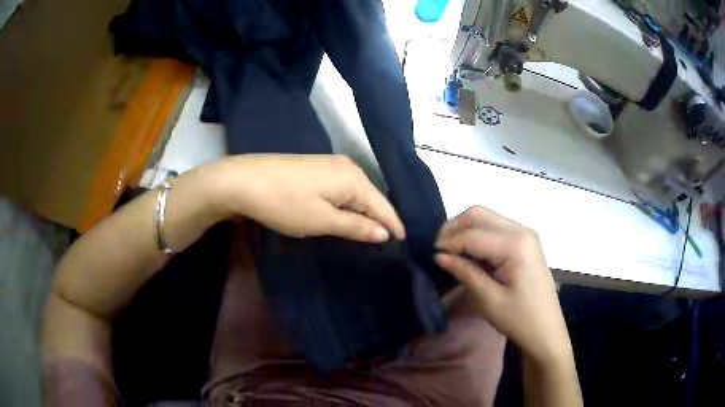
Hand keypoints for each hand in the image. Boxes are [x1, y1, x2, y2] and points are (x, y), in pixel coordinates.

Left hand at [213, 154, 404, 242]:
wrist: (244, 180)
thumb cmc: (285, 203)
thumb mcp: (321, 220)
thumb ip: (355, 227)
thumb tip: (384, 233)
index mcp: (353, 179)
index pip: (382, 205)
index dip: (394, 225)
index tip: (405, 242)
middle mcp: (347, 167)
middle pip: (371, 197)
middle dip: (380, 219)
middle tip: (389, 241)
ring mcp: (330, 164)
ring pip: (356, 192)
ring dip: (363, 212)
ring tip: (372, 232)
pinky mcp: (316, 167)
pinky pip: (342, 188)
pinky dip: (348, 204)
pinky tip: (347, 214)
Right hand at [434, 206, 571, 364]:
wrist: (546, 331)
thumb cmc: (520, 319)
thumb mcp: (489, 299)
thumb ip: (465, 272)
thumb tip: (439, 255)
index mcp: (516, 244)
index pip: (473, 235)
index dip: (448, 243)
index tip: (429, 255)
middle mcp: (521, 231)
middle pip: (480, 215)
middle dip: (455, 228)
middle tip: (438, 249)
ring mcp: (525, 235)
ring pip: (486, 219)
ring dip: (465, 231)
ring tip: (450, 252)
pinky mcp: (524, 243)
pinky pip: (495, 230)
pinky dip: (478, 237)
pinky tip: (468, 254)